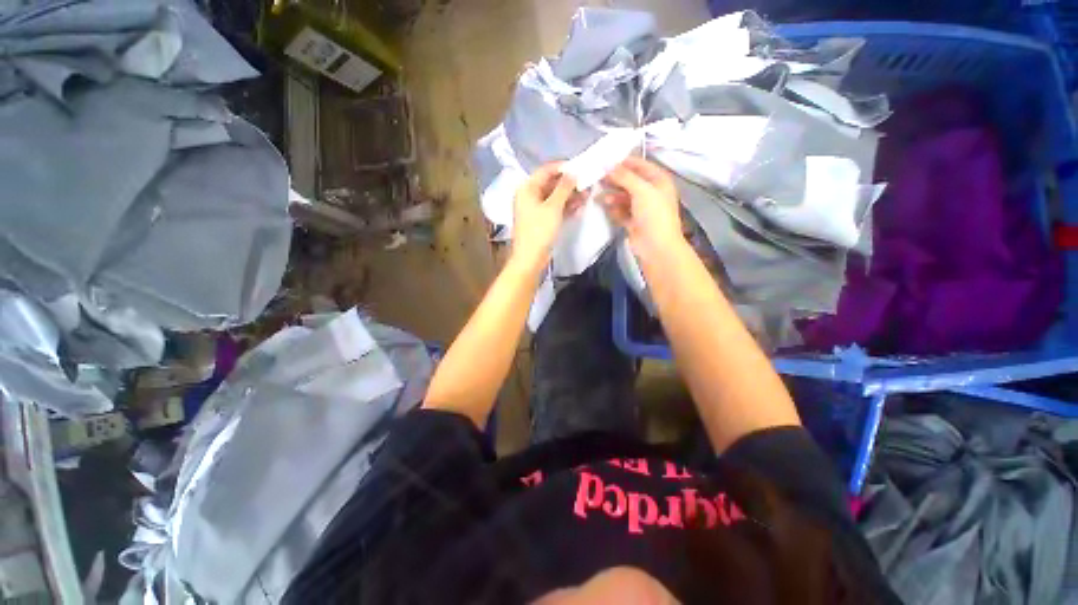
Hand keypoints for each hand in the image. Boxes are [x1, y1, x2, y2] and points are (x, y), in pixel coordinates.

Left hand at [511, 163, 584, 269]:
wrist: (530, 258)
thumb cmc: (539, 230)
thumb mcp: (553, 206)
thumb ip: (564, 187)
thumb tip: (573, 172)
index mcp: (527, 188)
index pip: (546, 170)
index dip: (563, 168)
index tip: (580, 167)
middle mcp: (529, 196)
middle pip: (551, 184)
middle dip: (569, 184)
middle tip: (587, 183)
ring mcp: (535, 209)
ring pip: (554, 197)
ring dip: (570, 196)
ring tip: (587, 195)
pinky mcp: (541, 221)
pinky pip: (555, 209)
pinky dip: (566, 207)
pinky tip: (579, 206)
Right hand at [600, 157, 684, 256]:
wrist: (656, 247)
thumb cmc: (654, 215)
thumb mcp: (641, 190)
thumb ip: (624, 176)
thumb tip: (606, 165)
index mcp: (659, 181)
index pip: (640, 165)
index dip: (623, 162)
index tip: (604, 161)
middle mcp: (651, 192)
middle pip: (630, 181)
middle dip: (615, 180)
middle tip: (597, 178)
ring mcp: (642, 208)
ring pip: (623, 197)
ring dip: (612, 195)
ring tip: (600, 196)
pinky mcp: (633, 222)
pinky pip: (621, 211)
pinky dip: (614, 209)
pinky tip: (605, 208)